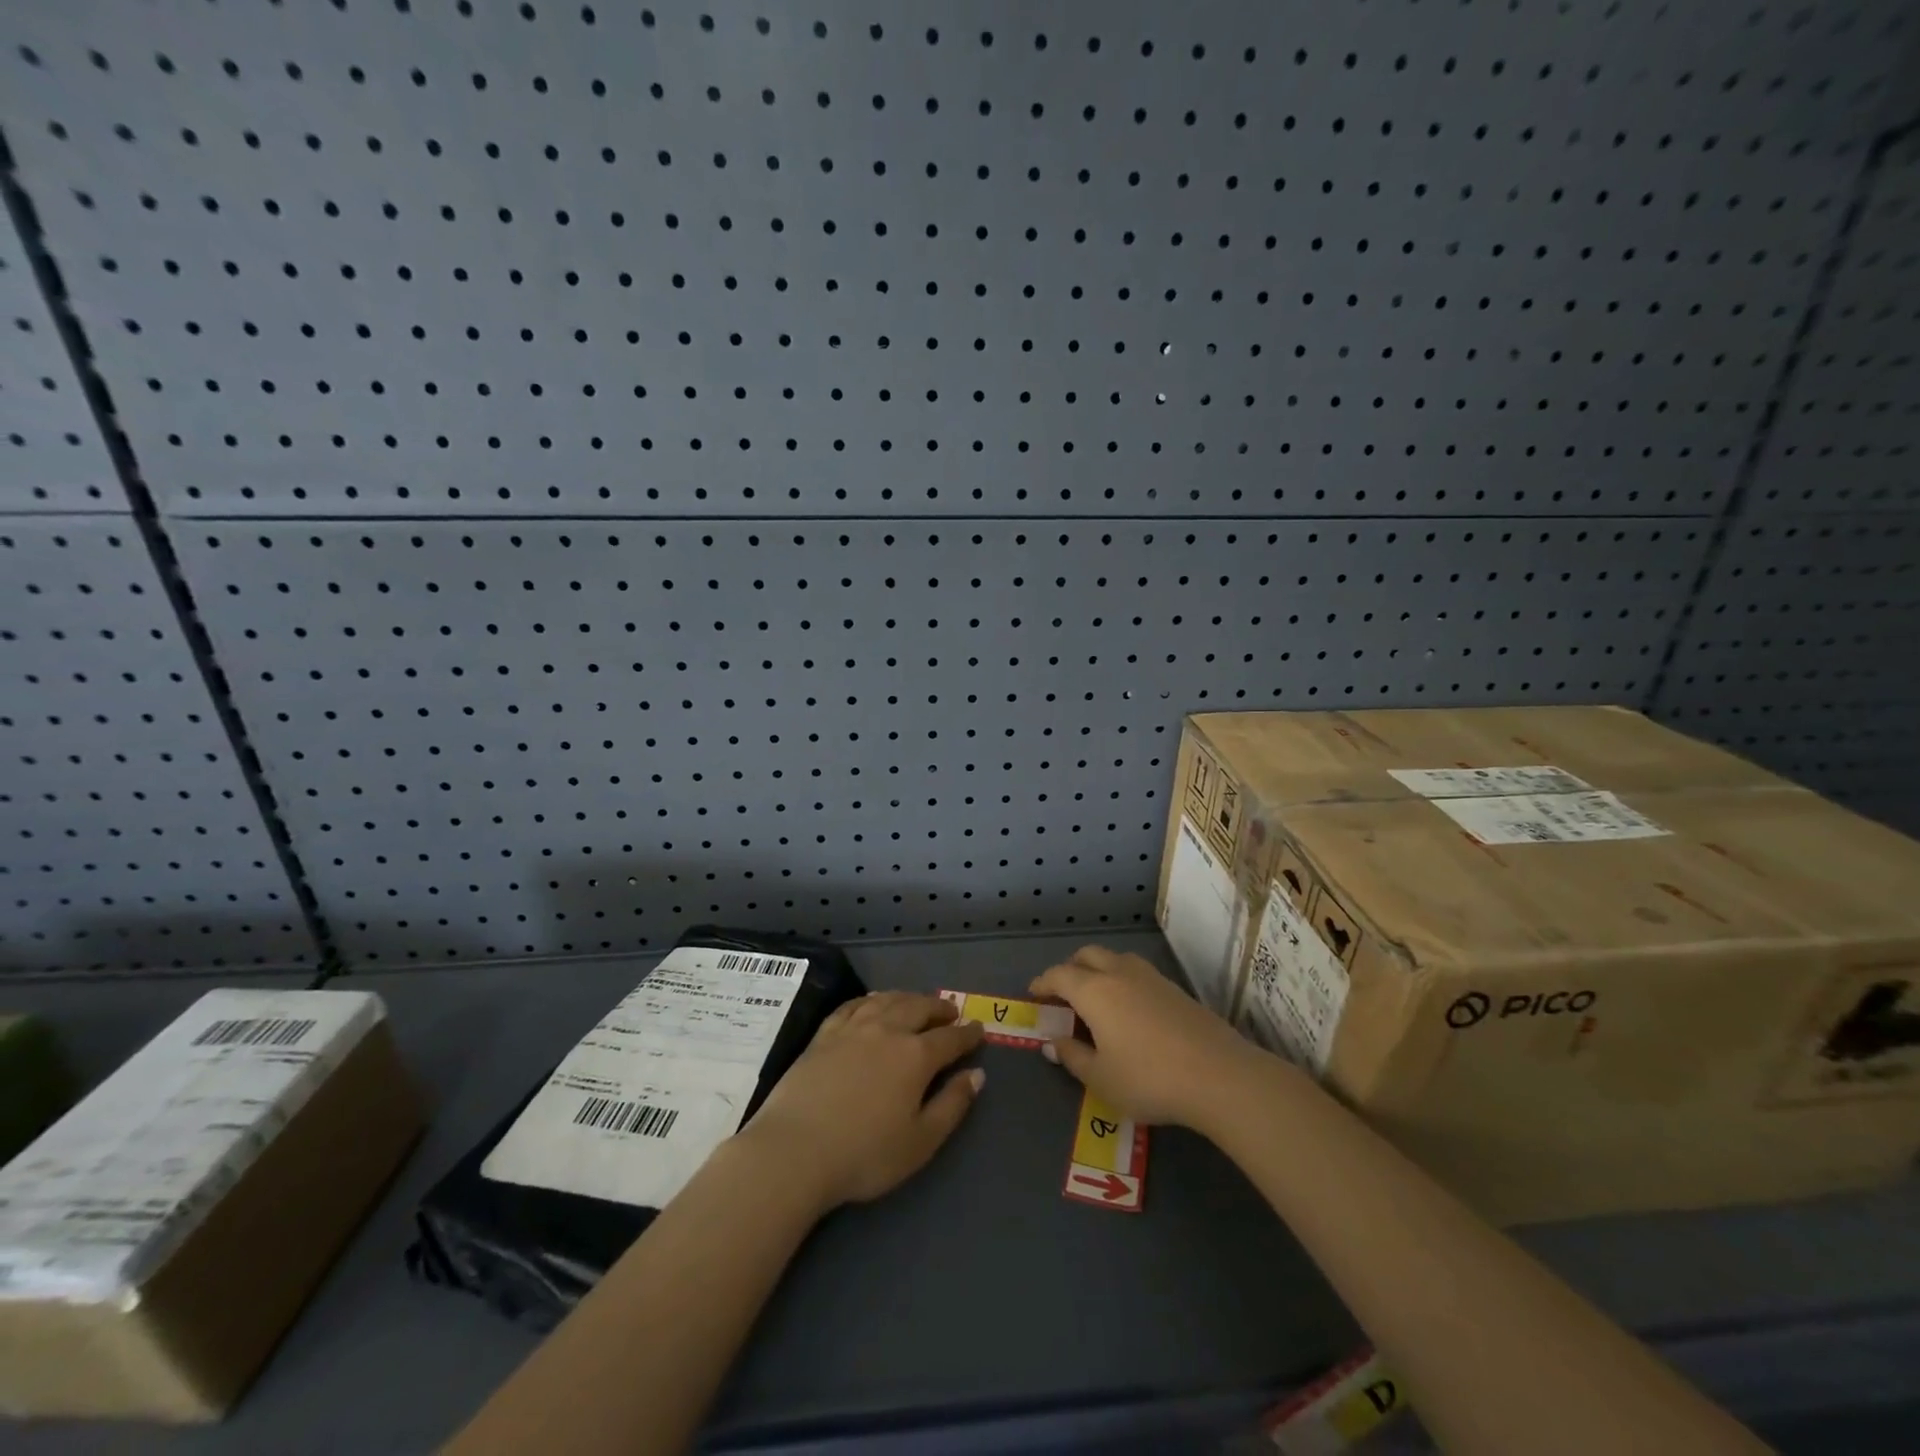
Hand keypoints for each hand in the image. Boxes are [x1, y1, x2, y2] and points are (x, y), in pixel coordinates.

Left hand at [740, 991, 985, 1212]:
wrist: (795, 1150)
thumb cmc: (865, 1154)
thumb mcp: (921, 1141)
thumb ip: (952, 1105)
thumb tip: (977, 1075)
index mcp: (915, 1056)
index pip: (950, 1038)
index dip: (967, 1033)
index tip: (978, 1028)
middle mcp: (887, 1030)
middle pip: (919, 1008)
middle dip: (938, 1008)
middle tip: (950, 1011)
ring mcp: (853, 1028)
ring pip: (887, 999)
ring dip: (908, 998)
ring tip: (917, 1002)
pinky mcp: (824, 1033)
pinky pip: (854, 1004)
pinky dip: (871, 998)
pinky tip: (873, 1002)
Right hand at [1031, 944, 1265, 1129]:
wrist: (1219, 1075)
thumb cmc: (1149, 1079)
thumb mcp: (1101, 1079)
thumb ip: (1073, 1057)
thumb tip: (1054, 1042)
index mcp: (1094, 991)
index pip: (1059, 975)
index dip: (1042, 983)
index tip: (1033, 995)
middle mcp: (1119, 973)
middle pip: (1087, 956)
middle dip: (1070, 968)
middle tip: (1063, 994)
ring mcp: (1151, 977)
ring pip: (1115, 958)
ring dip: (1098, 969)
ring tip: (1096, 997)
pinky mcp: (1175, 989)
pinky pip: (1137, 972)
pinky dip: (1122, 980)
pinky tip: (1129, 1008)